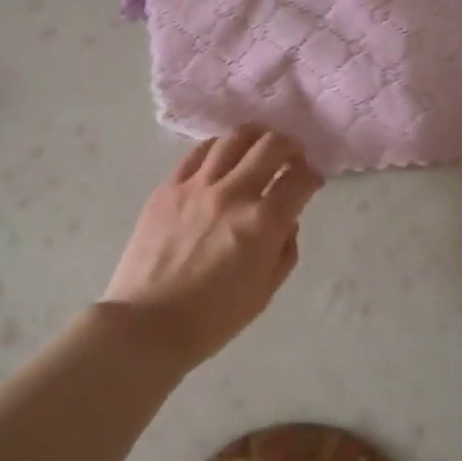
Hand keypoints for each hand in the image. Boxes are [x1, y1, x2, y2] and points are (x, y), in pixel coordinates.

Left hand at [102, 127, 323, 366]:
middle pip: (270, 146)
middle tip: (292, 155)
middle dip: (289, 146)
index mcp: (262, 224)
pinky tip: (222, 155)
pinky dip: (217, 148)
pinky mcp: (168, 187)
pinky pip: (197, 153)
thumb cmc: (212, 319)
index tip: (312, 180)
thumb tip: (286, 221)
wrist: (147, 323)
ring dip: (255, 137)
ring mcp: (196, 186)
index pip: (299, 181)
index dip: (313, 176)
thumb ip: (284, 250)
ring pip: (233, 139)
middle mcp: (232, 194)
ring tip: (259, 144)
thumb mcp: (264, 292)